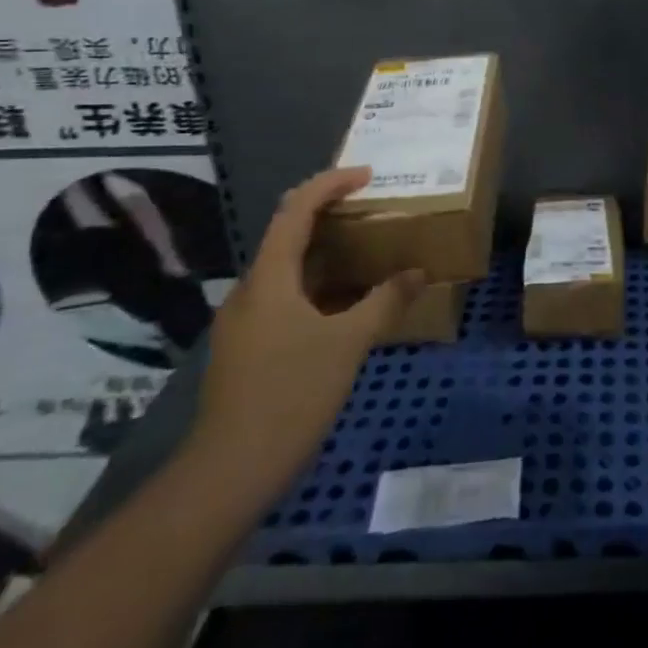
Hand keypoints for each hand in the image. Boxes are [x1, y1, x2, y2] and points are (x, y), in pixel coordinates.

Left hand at [187, 167, 424, 496]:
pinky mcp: (246, 347)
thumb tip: (418, 273)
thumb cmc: (291, 395)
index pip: (295, 210)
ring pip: (286, 269)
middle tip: (370, 209)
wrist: (229, 472)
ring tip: (365, 252)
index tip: (367, 175)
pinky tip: (343, 304)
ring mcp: (244, 321)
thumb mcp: (348, 344)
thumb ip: (385, 302)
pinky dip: (316, 286)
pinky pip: (284, 297)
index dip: (330, 184)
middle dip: (328, 214)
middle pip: (287, 234)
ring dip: (324, 252)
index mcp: (269, 279)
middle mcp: (250, 291)